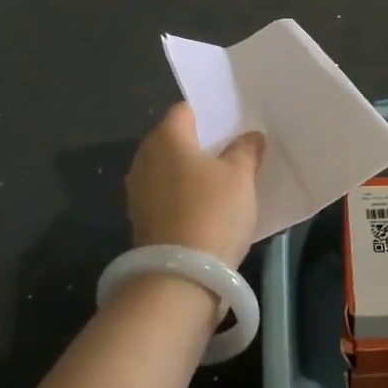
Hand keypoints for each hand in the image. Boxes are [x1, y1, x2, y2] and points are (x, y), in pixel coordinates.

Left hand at [125, 103, 265, 269]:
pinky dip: (183, 198)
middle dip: (200, 146)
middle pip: (175, 141)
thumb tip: (249, 136)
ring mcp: (138, 191)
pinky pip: (166, 197)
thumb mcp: (240, 176)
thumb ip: (245, 150)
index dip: (209, 116)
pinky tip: (206, 210)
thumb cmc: (212, 211)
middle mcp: (144, 157)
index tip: (232, 128)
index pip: (185, 110)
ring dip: (190, 175)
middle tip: (232, 155)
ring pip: (169, 171)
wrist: (180, 277)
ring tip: (222, 184)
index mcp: (166, 137)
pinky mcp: (140, 220)